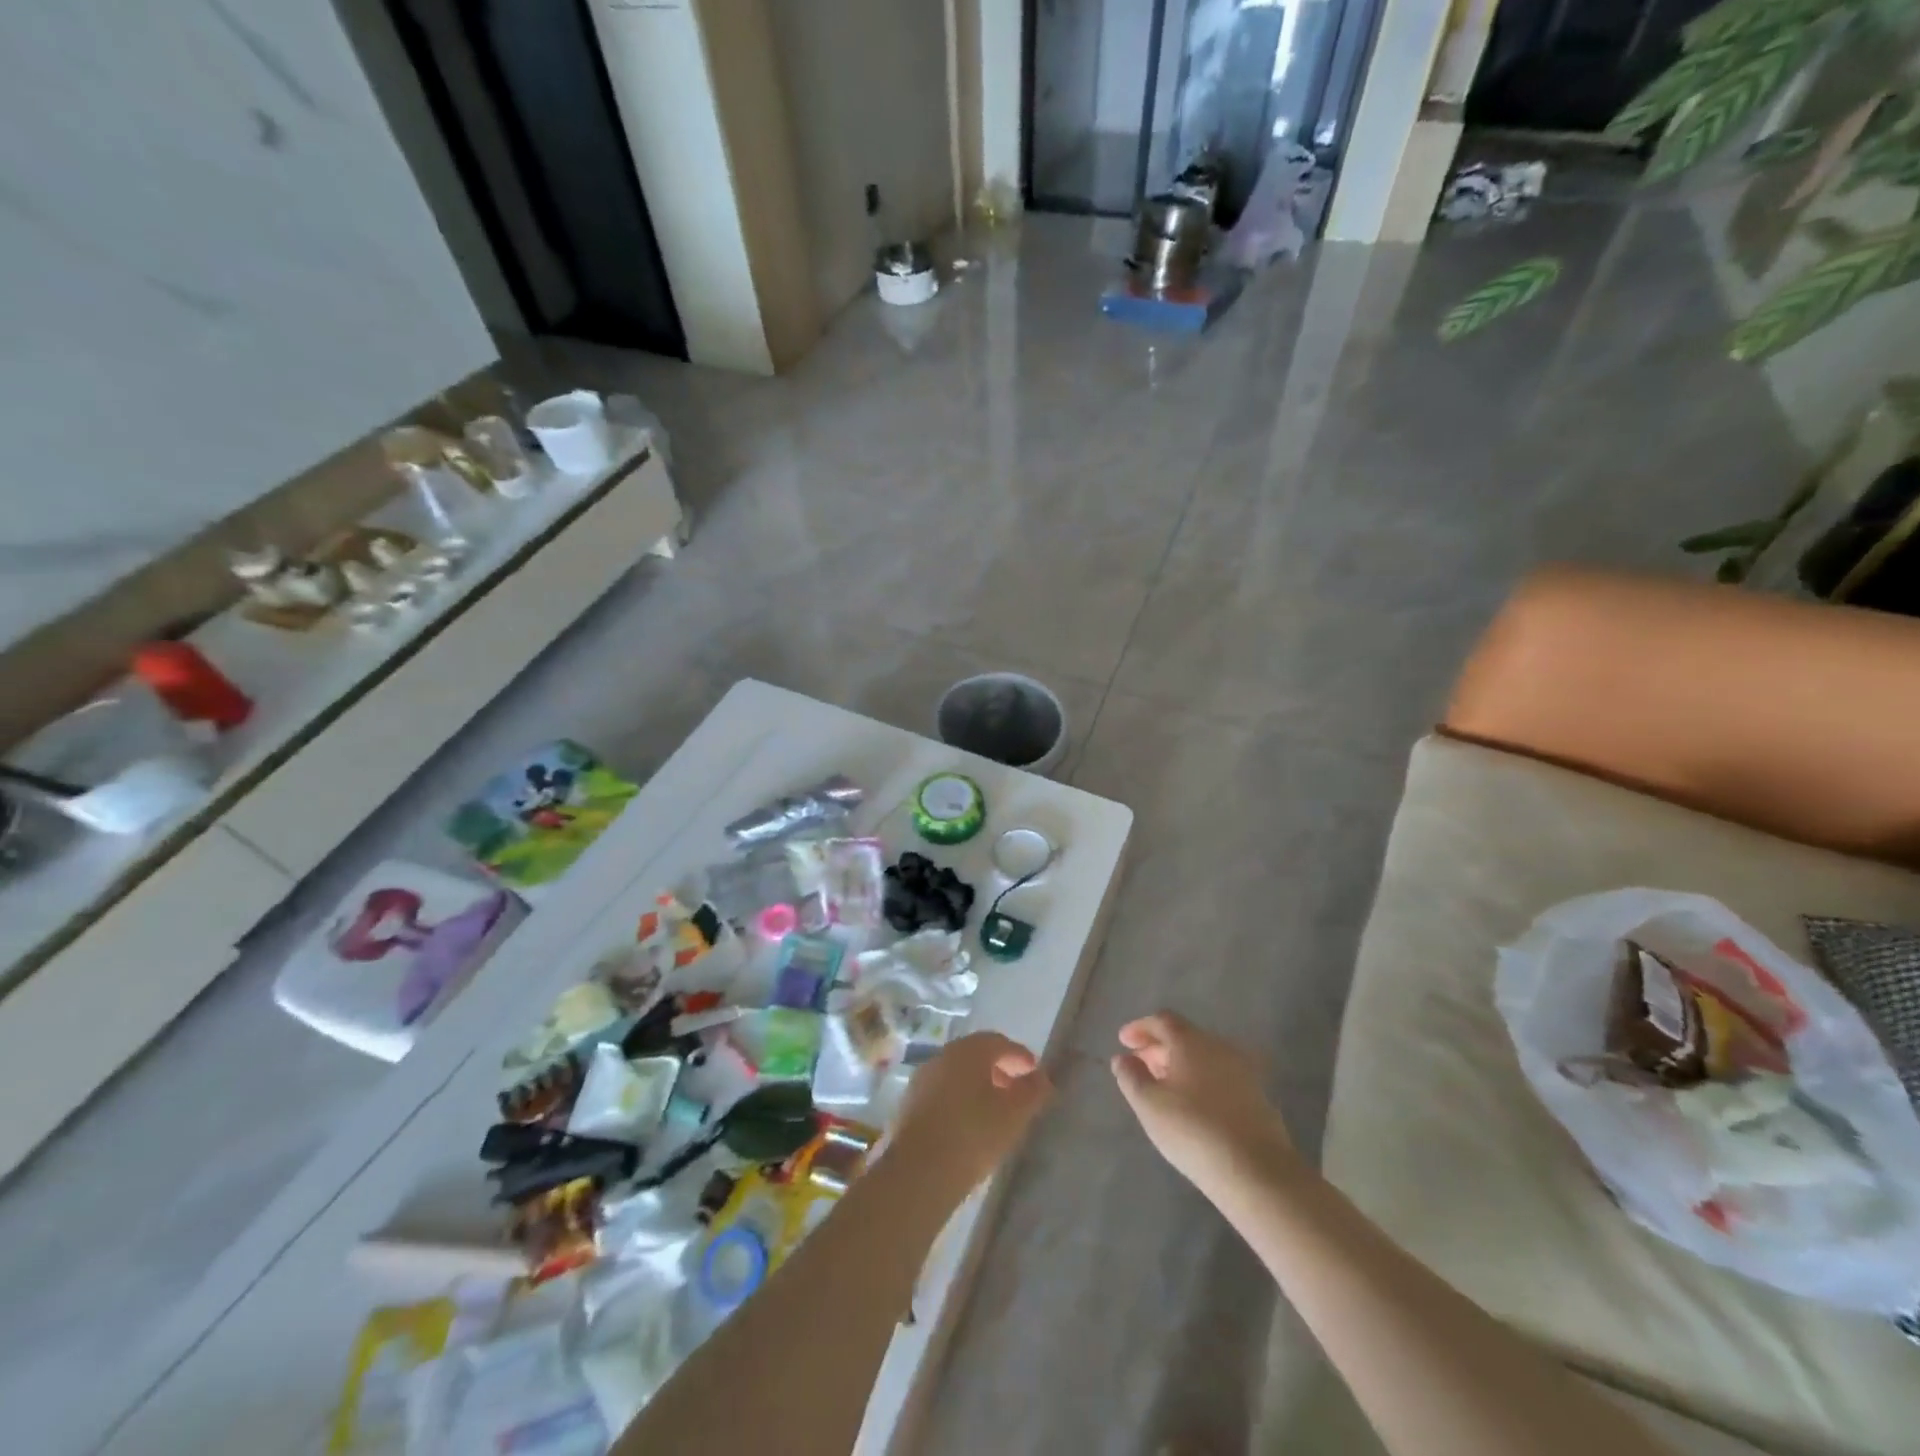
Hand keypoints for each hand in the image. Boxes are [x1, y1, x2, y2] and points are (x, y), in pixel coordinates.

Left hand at [888, 1032, 1052, 1210]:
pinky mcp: (909, 1103)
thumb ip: (1032, 1092)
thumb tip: (1042, 1077)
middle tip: (1016, 1090)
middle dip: (999, 1069)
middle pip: (976, 1055)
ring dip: (978, 1085)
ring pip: (957, 1073)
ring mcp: (923, 1079)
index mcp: (969, 1050)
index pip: (999, 1042)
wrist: (919, 1171)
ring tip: (994, 1111)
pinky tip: (968, 1123)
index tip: (1034, 1072)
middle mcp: (943, 1056)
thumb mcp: (1014, 1115)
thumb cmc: (973, 1134)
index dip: (1019, 1056)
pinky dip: (959, 1099)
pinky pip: (942, 1091)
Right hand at [1111, 1011, 1294, 1199]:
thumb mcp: (1149, 1104)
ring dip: (1180, 1065)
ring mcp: (1243, 1071)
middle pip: (1184, 1037)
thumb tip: (1123, 1058)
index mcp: (1191, 1041)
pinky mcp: (1257, 1097)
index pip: (1162, 1020)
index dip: (1140, 1028)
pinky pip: (1220, 1077)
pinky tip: (1193, 1106)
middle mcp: (1219, 1047)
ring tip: (1164, 1088)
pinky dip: (1200, 1081)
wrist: (1257, 1172)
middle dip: (1159, 1048)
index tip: (1123, 1041)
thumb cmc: (1194, 1130)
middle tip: (1140, 1066)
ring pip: (1204, 1057)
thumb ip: (1131, 1076)